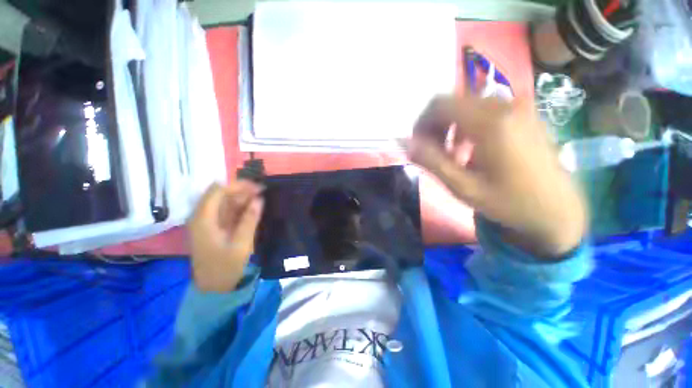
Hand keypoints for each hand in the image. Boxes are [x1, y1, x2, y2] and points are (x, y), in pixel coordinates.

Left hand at [188, 181, 263, 291]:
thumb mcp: (241, 243)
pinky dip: (240, 207)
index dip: (238, 186)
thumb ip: (250, 219)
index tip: (258, 187)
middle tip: (262, 191)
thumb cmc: (226, 266)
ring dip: (242, 198)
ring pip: (224, 202)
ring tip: (260, 197)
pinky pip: (227, 211)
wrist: (214, 287)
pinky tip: (252, 208)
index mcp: (204, 219)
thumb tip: (259, 199)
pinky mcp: (214, 227)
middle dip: (241, 190)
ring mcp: (207, 222)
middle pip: (220, 194)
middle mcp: (202, 217)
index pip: (218, 192)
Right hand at [404, 95, 586, 257]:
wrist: (556, 209)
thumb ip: (431, 162)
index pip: (439, 104)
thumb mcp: (463, 187)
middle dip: (433, 125)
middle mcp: (504, 105)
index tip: (417, 146)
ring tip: (450, 153)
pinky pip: (483, 110)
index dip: (420, 123)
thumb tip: (405, 143)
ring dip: (448, 126)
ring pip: (466, 104)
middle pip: (452, 101)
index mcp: (490, 122)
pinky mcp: (523, 115)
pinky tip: (469, 148)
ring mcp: (517, 108)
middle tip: (431, 152)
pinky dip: (465, 125)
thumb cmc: (509, 203)